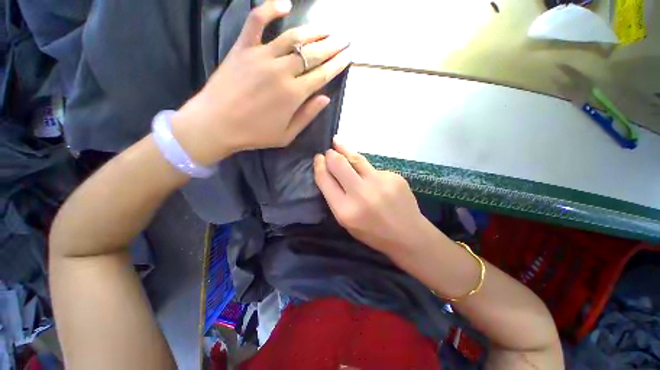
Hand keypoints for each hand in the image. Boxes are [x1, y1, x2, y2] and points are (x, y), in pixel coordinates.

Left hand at [172, 0, 350, 165]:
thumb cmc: (255, 134)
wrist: (216, 124)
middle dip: (332, 45)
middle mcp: (282, 71)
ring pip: (293, 36)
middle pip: (313, 53)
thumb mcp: (287, 135)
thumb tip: (325, 98)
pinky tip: (285, 3)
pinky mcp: (243, 48)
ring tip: (326, 27)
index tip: (348, 55)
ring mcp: (261, 56)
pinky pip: (256, 21)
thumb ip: (307, 115)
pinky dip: (270, 8)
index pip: (322, 74)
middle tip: (344, 38)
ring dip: (313, 30)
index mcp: (294, 94)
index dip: (338, 64)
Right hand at [314, 139, 432, 254]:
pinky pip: (373, 169)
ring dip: (345, 150)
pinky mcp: (394, 176)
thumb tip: (328, 173)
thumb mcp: (347, 222)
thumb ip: (336, 198)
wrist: (408, 235)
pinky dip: (368, 172)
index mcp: (345, 210)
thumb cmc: (373, 232)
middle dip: (331, 155)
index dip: (319, 166)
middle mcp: (361, 194)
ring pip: (357, 159)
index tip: (318, 158)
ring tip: (338, 143)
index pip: (325, 180)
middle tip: (329, 152)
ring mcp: (380, 182)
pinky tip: (372, 180)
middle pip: (339, 163)